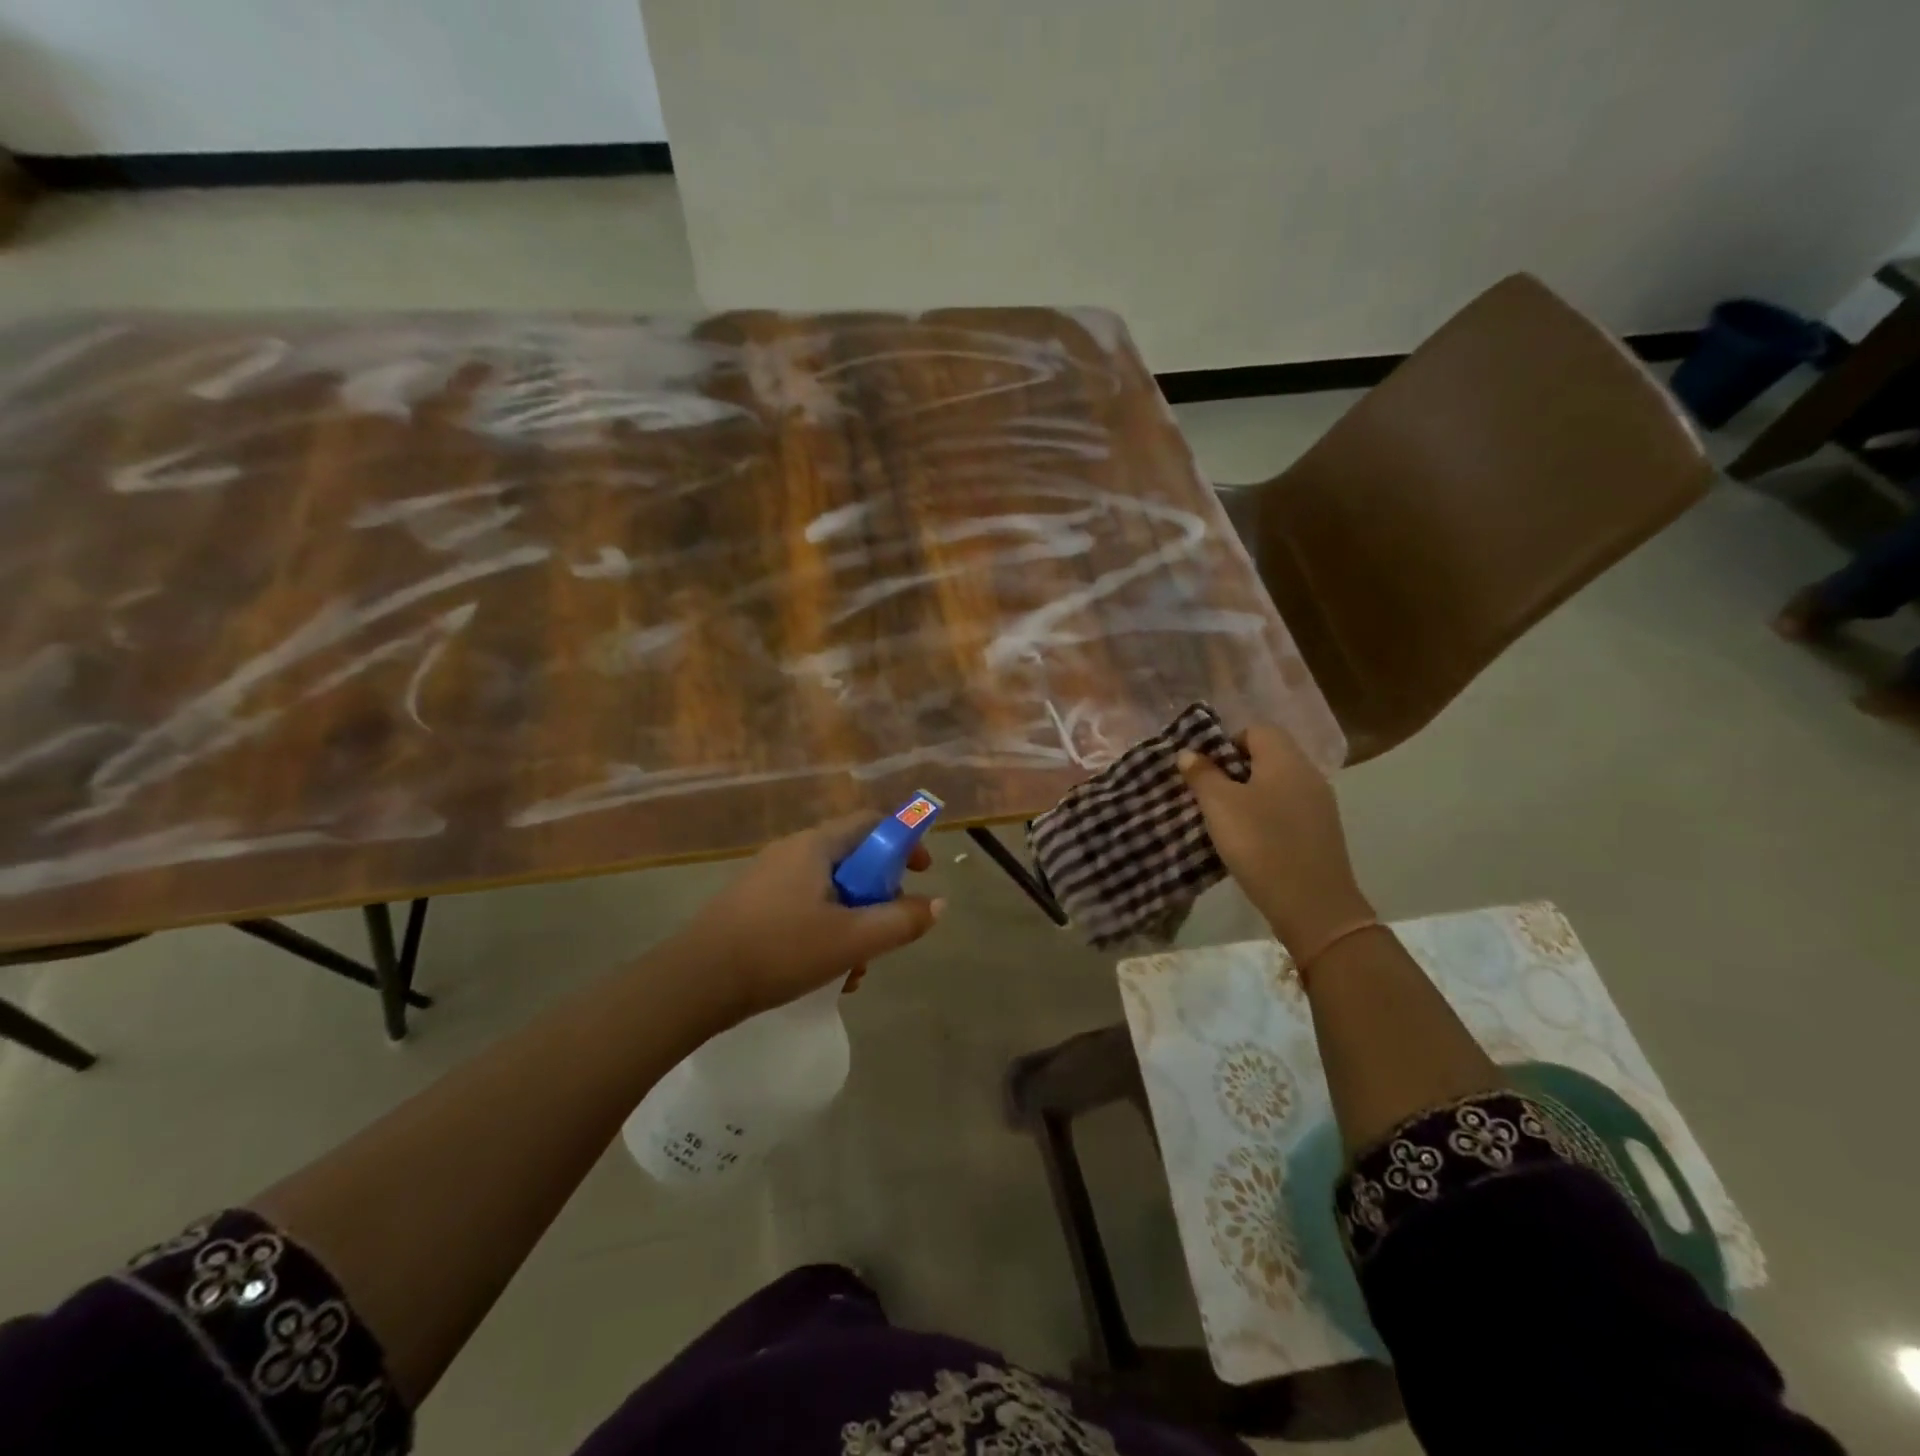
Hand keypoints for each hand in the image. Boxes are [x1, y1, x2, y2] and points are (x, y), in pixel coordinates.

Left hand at [677, 813, 944, 1021]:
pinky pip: (804, 906)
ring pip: (829, 890)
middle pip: (853, 859)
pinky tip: (824, 972)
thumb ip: (901, 921)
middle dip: (878, 894)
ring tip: (855, 967)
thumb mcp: (852, 939)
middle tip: (886, 930)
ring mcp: (768, 878)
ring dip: (853, 921)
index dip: (904, 840)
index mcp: (816, 846)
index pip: (871, 822)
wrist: (694, 982)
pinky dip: (825, 930)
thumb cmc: (780, 950)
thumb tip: (938, 904)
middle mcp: (792, 852)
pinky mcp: (753, 905)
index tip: (922, 873)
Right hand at [1177, 723, 1373, 955]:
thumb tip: (1190, 753)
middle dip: (1235, 771)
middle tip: (1210, 796)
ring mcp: (1320, 805)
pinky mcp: (1322, 832)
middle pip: (1268, 756)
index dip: (1227, 743)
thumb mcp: (1220, 806)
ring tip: (1226, 821)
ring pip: (1278, 785)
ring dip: (1250, 796)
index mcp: (1285, 759)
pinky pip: (1288, 810)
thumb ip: (1203, 775)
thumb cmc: (1261, 844)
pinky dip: (1268, 817)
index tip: (1207, 771)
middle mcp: (1308, 774)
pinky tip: (1252, 842)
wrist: (1313, 905)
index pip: (1256, 730)